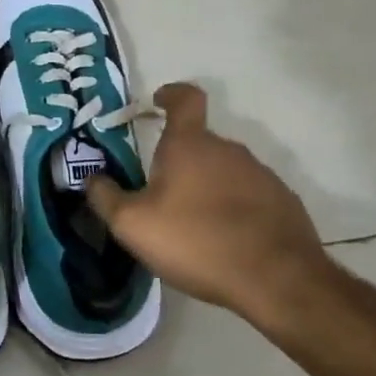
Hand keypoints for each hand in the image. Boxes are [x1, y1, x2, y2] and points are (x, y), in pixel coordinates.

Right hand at [87, 84, 330, 324]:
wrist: (277, 280)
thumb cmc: (196, 241)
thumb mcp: (133, 225)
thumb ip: (105, 197)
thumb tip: (91, 178)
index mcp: (191, 144)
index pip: (185, 99)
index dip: (171, 94)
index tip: (159, 101)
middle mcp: (229, 150)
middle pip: (200, 143)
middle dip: (180, 161)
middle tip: (160, 194)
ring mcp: (262, 175)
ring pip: (225, 170)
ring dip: (207, 187)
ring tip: (192, 225)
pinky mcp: (284, 204)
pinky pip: (249, 196)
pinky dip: (233, 209)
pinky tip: (225, 241)